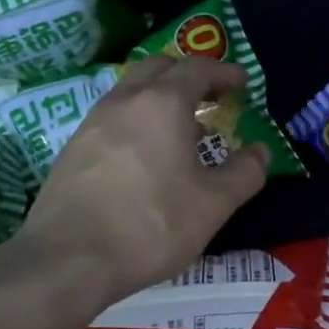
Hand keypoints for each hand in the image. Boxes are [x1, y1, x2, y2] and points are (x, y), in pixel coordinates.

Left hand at [12, 57, 269, 309]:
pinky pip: (113, 116)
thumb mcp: (214, 204)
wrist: (68, 260)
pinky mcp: (73, 149)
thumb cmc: (151, 224)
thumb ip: (244, 173)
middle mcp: (124, 101)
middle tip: (212, 97)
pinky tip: (147, 155)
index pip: (197, 68)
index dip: (224, 72)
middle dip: (189, 75)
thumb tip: (260, 151)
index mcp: (162, 104)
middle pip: (159, 68)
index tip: (242, 83)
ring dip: (161, 97)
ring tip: (183, 129)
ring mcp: (93, 123)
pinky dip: (138, 119)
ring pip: (132, 91)